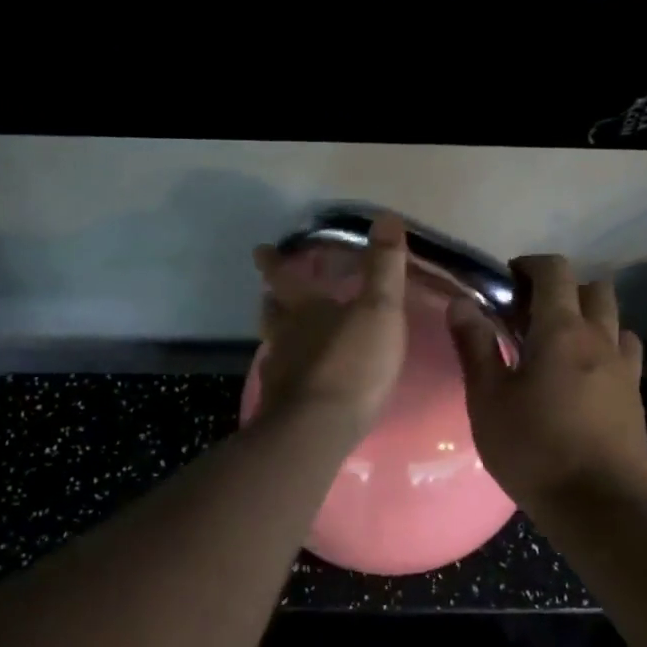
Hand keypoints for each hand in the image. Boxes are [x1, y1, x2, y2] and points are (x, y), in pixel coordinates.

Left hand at [250, 214, 409, 439]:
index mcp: (305, 309)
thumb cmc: (352, 364)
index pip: (284, 277)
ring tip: (286, 336)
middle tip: (270, 293)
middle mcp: (285, 337)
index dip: (274, 262)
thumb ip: (384, 267)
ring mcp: (279, 373)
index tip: (260, 250)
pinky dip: (288, 373)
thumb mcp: (379, 310)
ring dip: (278, 336)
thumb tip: (387, 217)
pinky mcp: (281, 406)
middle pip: (271, 312)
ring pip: (273, 346)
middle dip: (272, 299)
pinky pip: (282, 380)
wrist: (318, 429)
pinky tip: (299, 381)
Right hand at [448, 256, 646, 508]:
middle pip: (593, 288)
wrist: (598, 505)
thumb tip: (461, 302)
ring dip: (588, 317)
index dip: (529, 265)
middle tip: (530, 315)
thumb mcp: (488, 399)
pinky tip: (583, 376)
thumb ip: (475, 346)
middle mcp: (600, 338)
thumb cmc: (533, 449)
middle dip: (562, 289)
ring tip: (558, 345)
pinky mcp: (636, 396)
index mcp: (561, 330)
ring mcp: (625, 367)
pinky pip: (624, 353)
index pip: (554, 271)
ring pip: (614, 319)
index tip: (506, 282)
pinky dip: (605, 348)